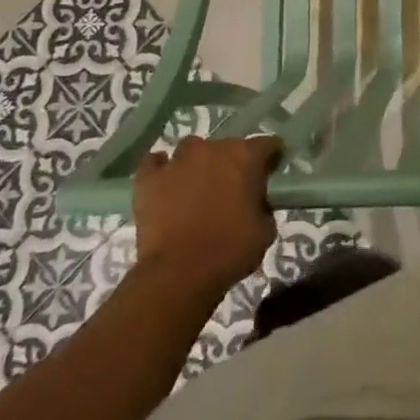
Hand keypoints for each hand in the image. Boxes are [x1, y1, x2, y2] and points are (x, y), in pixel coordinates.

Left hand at [133, 135, 282, 295]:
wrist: (178, 275)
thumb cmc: (229, 251)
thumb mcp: (265, 231)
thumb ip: (263, 206)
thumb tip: (256, 202)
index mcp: (245, 157)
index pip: (267, 144)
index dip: (271, 158)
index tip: (270, 173)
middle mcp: (212, 149)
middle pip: (228, 145)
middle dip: (232, 162)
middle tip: (232, 188)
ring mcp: (177, 161)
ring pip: (190, 148)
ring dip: (197, 163)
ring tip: (196, 185)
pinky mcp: (148, 178)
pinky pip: (153, 162)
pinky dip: (160, 168)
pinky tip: (164, 182)